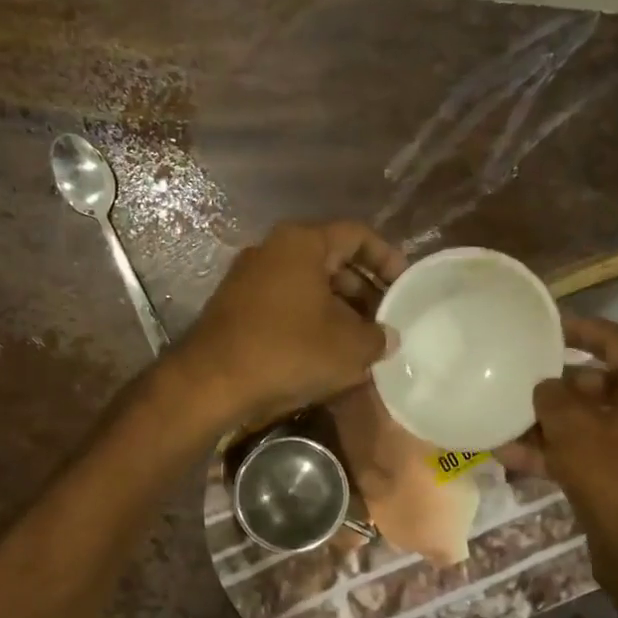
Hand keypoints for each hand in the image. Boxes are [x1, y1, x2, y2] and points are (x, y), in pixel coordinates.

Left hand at [170, 221, 406, 429]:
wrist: (212, 382)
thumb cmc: (288, 351)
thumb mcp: (349, 348)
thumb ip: (378, 337)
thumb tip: (388, 336)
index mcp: (303, 242)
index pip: (357, 235)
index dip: (387, 259)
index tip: (405, 286)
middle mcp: (273, 250)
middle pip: (331, 261)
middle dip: (363, 290)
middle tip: (386, 319)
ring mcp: (249, 277)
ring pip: (307, 286)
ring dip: (338, 309)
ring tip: (361, 341)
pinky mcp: (236, 307)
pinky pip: (285, 305)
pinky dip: (310, 321)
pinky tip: (326, 352)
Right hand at [532, 316, 617, 614]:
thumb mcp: (576, 433)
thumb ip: (554, 399)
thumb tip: (545, 385)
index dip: (581, 330)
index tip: (546, 326)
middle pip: (603, 384)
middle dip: (557, 388)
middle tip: (520, 382)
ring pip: (594, 422)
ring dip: (551, 425)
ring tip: (506, 424)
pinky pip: (595, 451)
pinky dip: (561, 452)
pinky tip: (513, 458)